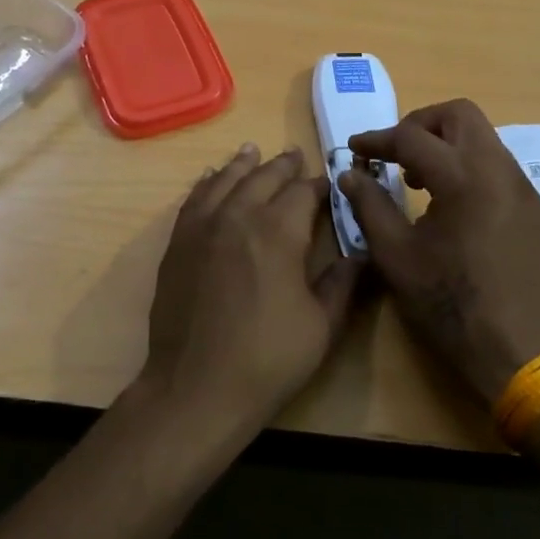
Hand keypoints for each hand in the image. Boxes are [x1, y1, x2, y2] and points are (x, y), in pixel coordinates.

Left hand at [140, 143, 362, 432]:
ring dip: (243, 165)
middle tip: (295, 156)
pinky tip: (212, 178)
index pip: (303, 192)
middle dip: (283, 166)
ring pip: (225, 180)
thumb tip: (361, 252)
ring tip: (253, 150)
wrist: (195, 388)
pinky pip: (194, 199)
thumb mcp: (322, 325)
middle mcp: (238, 216)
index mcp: (278, 231)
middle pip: (263, 177)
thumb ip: (343, 282)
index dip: (319, 185)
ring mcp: (203, 227)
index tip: (330, 182)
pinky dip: (207, 183)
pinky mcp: (178, 243)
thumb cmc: (267, 359)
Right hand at [338, 99, 539, 404]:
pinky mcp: (532, 207)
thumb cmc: (448, 304)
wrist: (517, 352)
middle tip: (394, 153)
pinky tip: (450, 202)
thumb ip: (369, 205)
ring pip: (482, 136)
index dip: (378, 140)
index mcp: (464, 178)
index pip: (413, 137)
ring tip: (419, 180)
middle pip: (459, 114)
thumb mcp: (395, 255)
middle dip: (420, 125)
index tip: (355, 149)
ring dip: (446, 143)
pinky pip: (497, 164)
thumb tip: (349, 173)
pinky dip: (468, 164)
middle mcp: (499, 170)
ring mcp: (522, 187)